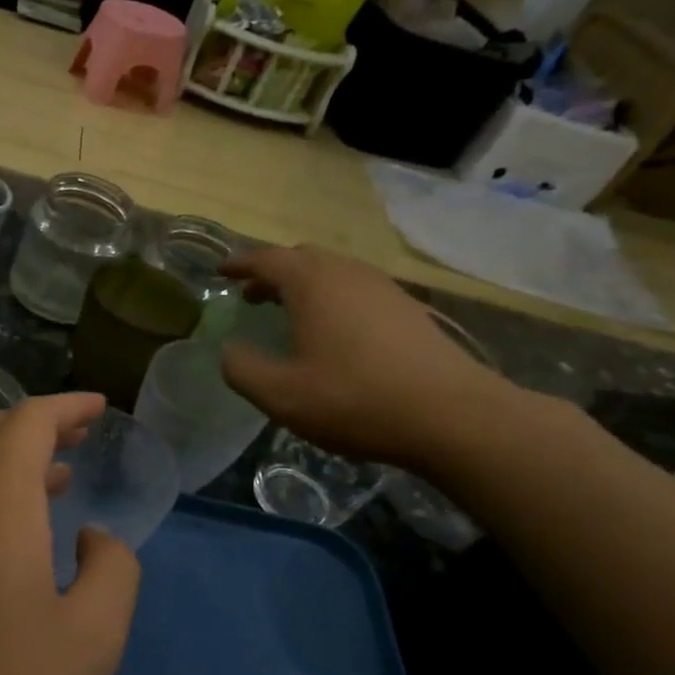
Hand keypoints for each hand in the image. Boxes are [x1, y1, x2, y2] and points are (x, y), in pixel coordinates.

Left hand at [0, 393, 140, 674]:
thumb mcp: (91, 641)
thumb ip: (113, 572)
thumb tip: (93, 540)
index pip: (29, 421)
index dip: (67, 407)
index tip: (99, 409)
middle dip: (40, 425)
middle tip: (80, 438)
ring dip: (12, 463)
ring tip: (55, 483)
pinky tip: (7, 541)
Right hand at [221, 245, 517, 469]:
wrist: (453, 415)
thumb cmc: (354, 399)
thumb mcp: (280, 394)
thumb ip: (242, 369)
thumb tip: (229, 351)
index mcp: (311, 282)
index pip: (265, 259)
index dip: (239, 264)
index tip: (221, 271)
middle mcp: (347, 273)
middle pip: (301, 259)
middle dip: (272, 273)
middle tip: (251, 295)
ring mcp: (383, 288)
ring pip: (333, 273)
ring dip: (304, 286)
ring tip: (288, 313)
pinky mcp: (408, 309)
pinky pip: (357, 290)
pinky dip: (332, 299)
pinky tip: (334, 333)